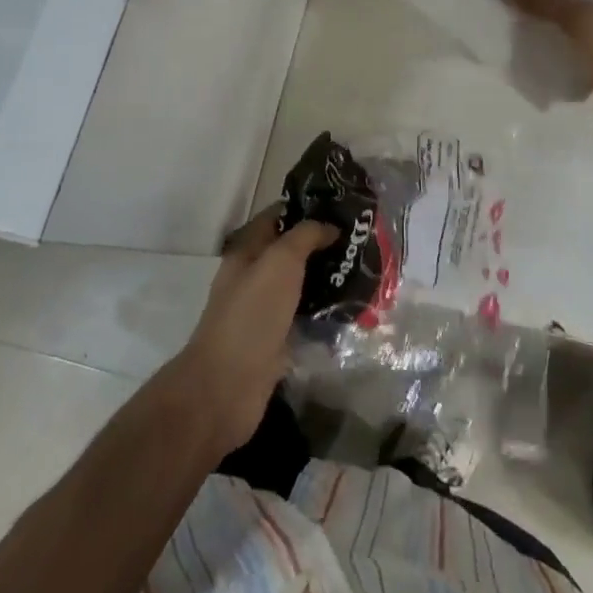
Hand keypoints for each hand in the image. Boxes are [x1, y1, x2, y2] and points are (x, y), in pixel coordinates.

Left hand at [170, 210, 336, 456]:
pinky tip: (353, 308)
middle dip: (322, 243)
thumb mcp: (280, 261)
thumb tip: (330, 226)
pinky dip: (324, 312)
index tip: (342, 205)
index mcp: (247, 250)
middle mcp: (254, 276)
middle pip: (290, 251)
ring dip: (326, 278)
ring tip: (365, 270)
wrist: (227, 387)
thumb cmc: (251, 314)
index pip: (277, 216)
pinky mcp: (276, 341)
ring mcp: (264, 310)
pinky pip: (304, 317)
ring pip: (299, 284)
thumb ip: (305, 236)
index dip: (306, 206)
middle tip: (360, 239)